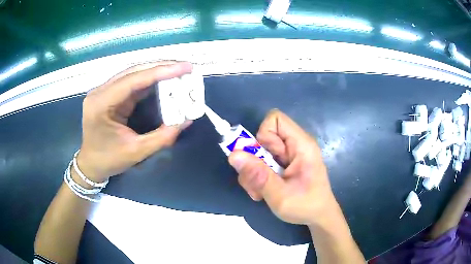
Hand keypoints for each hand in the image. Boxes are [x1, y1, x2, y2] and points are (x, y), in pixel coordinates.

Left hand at [76, 61, 192, 182]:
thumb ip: (161, 137)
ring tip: (178, 71)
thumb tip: (186, 121)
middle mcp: (101, 92)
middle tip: (185, 67)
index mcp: (101, 104)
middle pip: (133, 72)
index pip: (132, 80)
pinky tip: (163, 80)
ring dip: (156, 72)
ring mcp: (104, 91)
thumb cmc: (108, 160)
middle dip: (161, 67)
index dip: (160, 71)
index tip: (184, 67)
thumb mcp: (135, 152)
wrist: (91, 164)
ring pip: (133, 74)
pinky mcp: (110, 94)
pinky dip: (149, 80)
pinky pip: (132, 82)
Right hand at [228, 109, 336, 225]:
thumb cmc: (306, 207)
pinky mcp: (284, 165)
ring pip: (259, 152)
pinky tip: (263, 191)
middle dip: (253, 160)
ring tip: (260, 191)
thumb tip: (233, 155)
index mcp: (301, 145)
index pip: (275, 119)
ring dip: (254, 172)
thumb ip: (258, 175)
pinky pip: (263, 163)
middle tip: (255, 182)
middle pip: (263, 138)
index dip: (263, 135)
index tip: (263, 159)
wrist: (319, 217)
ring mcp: (289, 156)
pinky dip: (258, 177)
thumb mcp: (280, 195)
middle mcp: (295, 145)